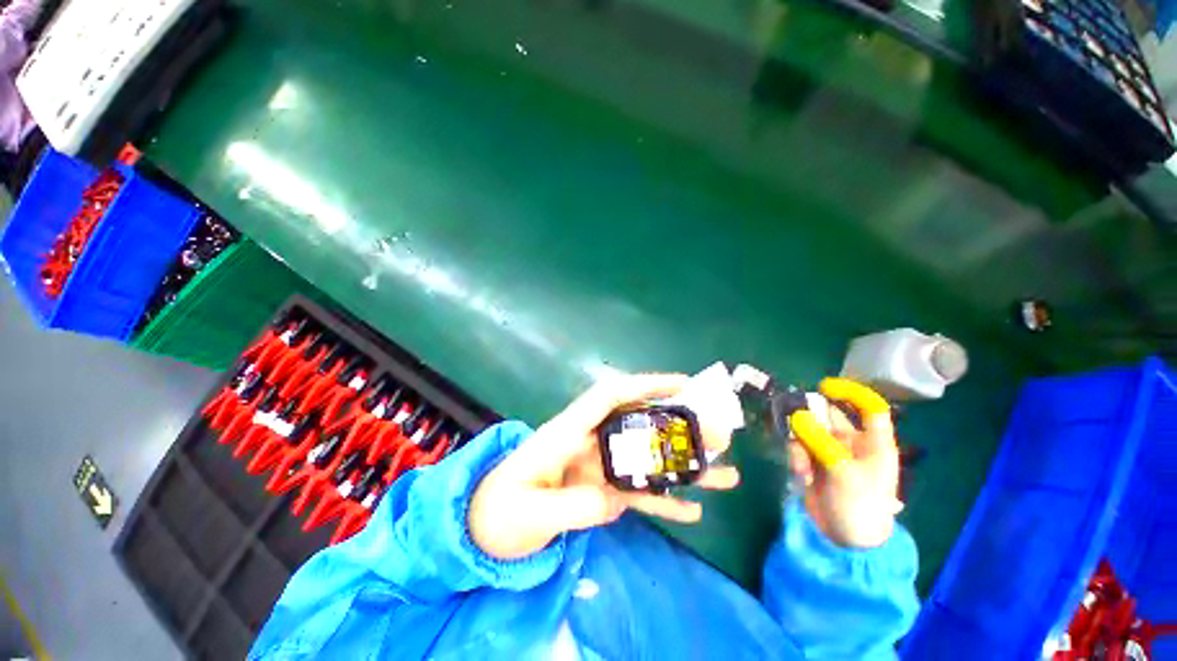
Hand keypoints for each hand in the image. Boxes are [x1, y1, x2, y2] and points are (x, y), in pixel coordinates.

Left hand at [469, 374, 740, 559]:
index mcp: (567, 432)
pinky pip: (638, 492)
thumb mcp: (528, 512)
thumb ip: (572, 505)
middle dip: (678, 425)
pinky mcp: (601, 491)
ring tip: (725, 474)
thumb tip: (614, 500)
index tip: (681, 384)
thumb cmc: (496, 512)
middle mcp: (589, 443)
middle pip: (638, 425)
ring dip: (683, 465)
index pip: (610, 396)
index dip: (644, 384)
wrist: (479, 529)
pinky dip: (664, 499)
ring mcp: (599, 467)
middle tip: (719, 433)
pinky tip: (693, 512)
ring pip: (646, 460)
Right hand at [787, 378, 902, 548]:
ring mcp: (831, 452)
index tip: (825, 387)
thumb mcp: (843, 472)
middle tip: (794, 422)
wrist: (846, 540)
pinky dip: (796, 458)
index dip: (851, 393)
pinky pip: (799, 448)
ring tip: (802, 466)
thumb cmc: (859, 506)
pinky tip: (801, 476)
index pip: (869, 408)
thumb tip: (796, 415)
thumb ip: (819, 441)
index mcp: (873, 444)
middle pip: (829, 417)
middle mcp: (852, 443)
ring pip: (808, 431)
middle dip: (810, 419)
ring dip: (800, 444)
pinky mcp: (813, 462)